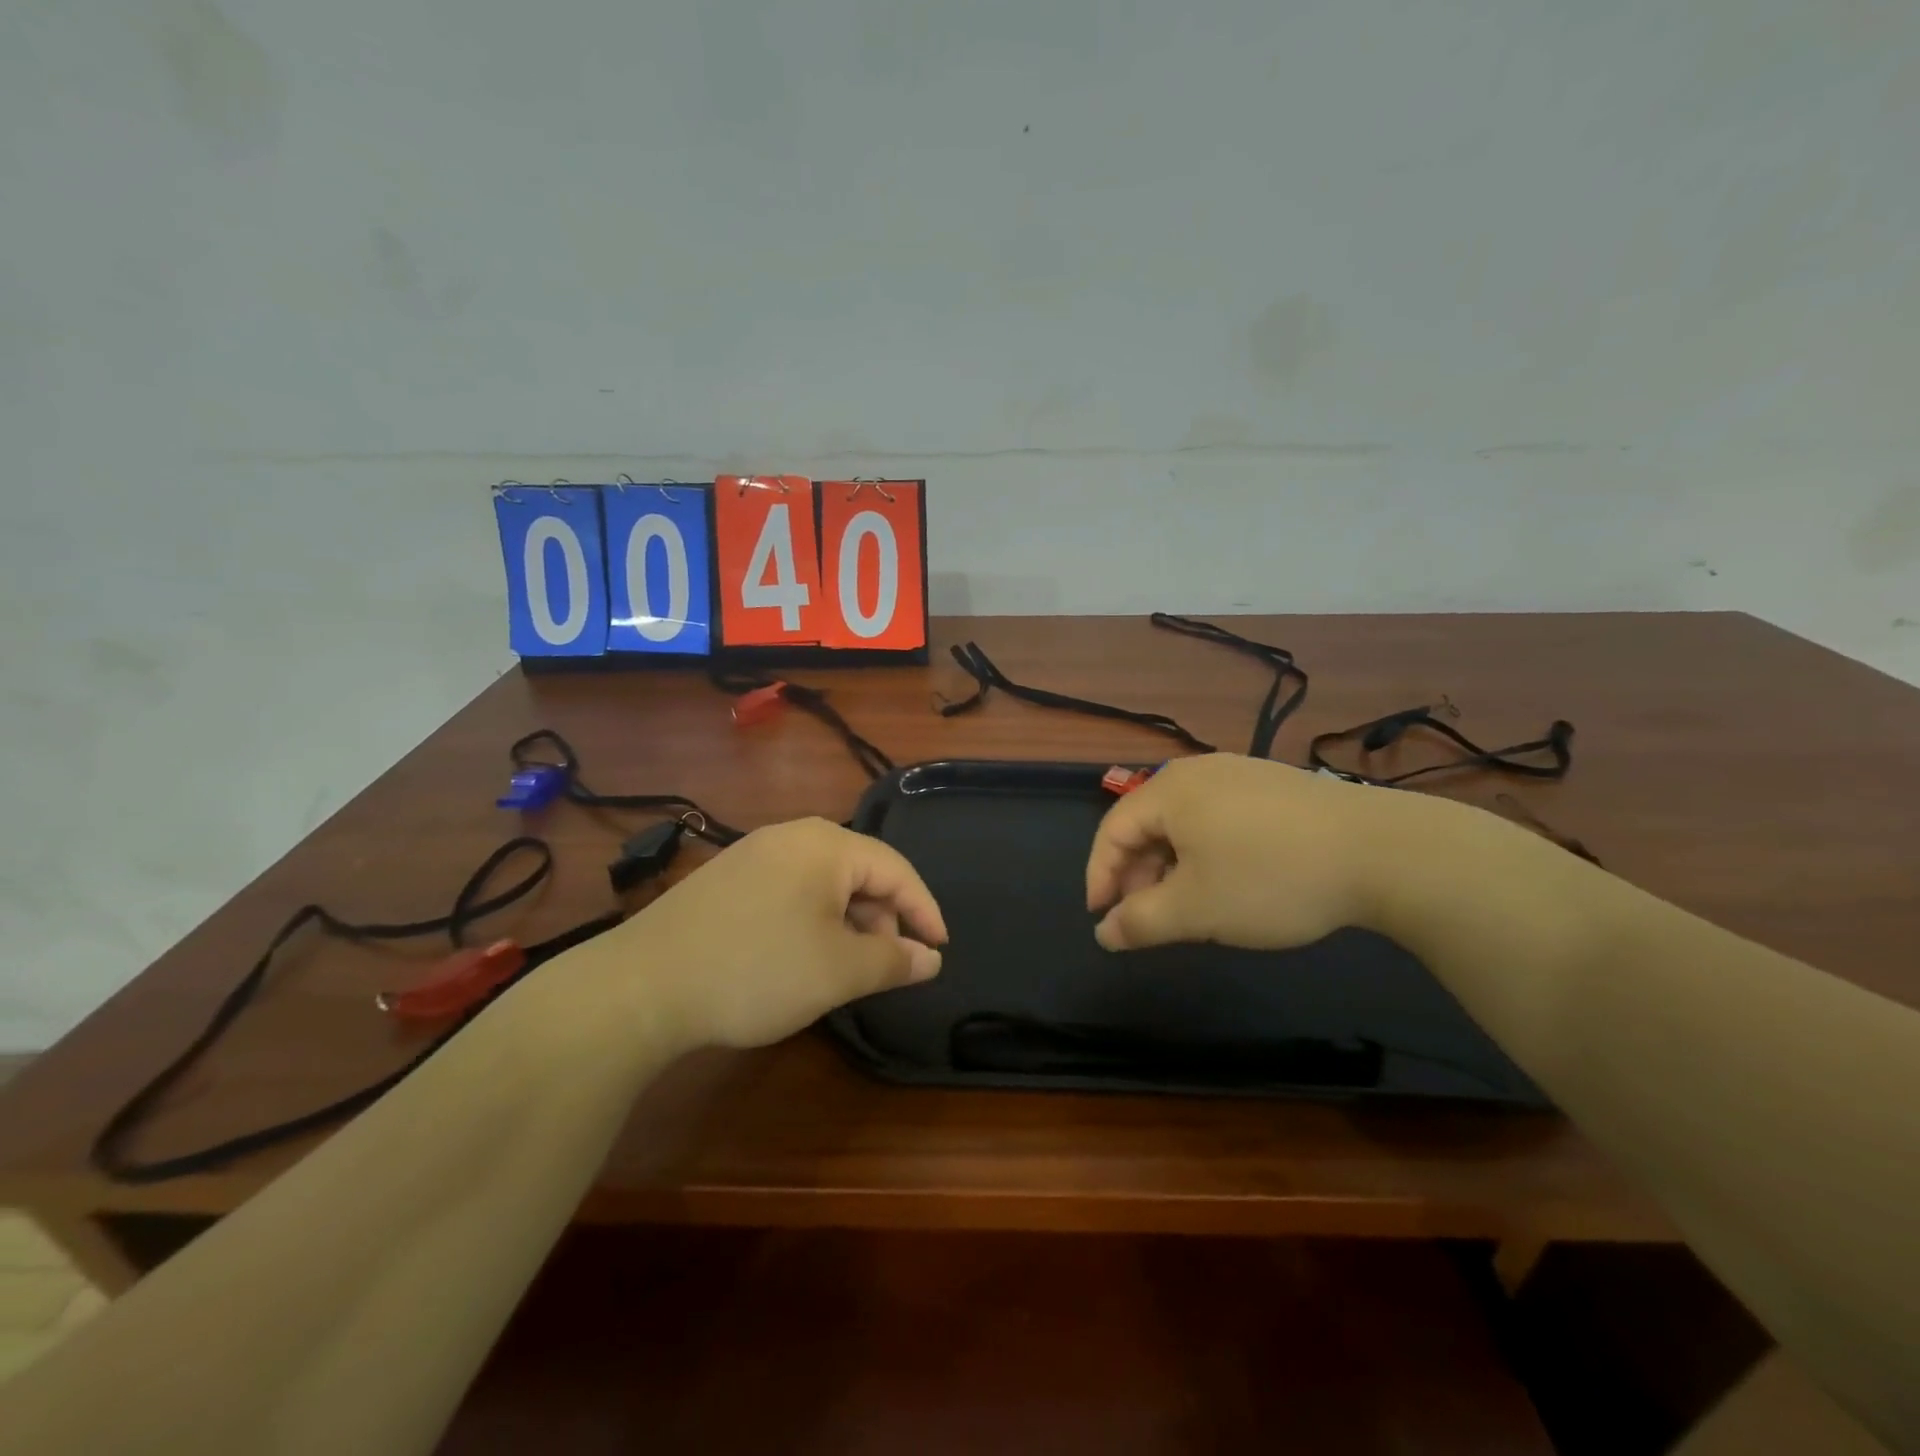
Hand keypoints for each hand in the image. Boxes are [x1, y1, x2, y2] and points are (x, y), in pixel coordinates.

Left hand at [618, 818, 946, 1049]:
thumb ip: (893, 960)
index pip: (896, 869)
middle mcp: (791, 836)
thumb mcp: (838, 971)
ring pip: (824, 883)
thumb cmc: (757, 970)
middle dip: (883, 918)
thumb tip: (930, 958)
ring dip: (847, 922)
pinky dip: (812, 921)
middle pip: (859, 871)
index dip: (924, 910)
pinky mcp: (727, 878)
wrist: (641, 987)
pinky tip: (800, 957)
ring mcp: (754, 854)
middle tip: (886, 965)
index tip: (939, 949)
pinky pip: (790, 890)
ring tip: (844, 967)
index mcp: (826, 845)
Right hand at [1086, 754, 1402, 952]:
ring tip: (1191, 905)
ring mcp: (1241, 773)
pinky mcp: (1275, 784)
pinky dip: (1207, 851)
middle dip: (1139, 874)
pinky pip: (1220, 817)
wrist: (1383, 850)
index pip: (1112, 831)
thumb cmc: (1270, 877)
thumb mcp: (1196, 910)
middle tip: (1148, 918)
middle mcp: (1198, 771)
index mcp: (1169, 791)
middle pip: (1147, 823)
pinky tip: (1232, 880)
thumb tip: (1104, 933)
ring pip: (1185, 822)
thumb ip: (1140, 922)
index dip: (1100, 877)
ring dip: (1173, 865)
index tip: (1103, 919)